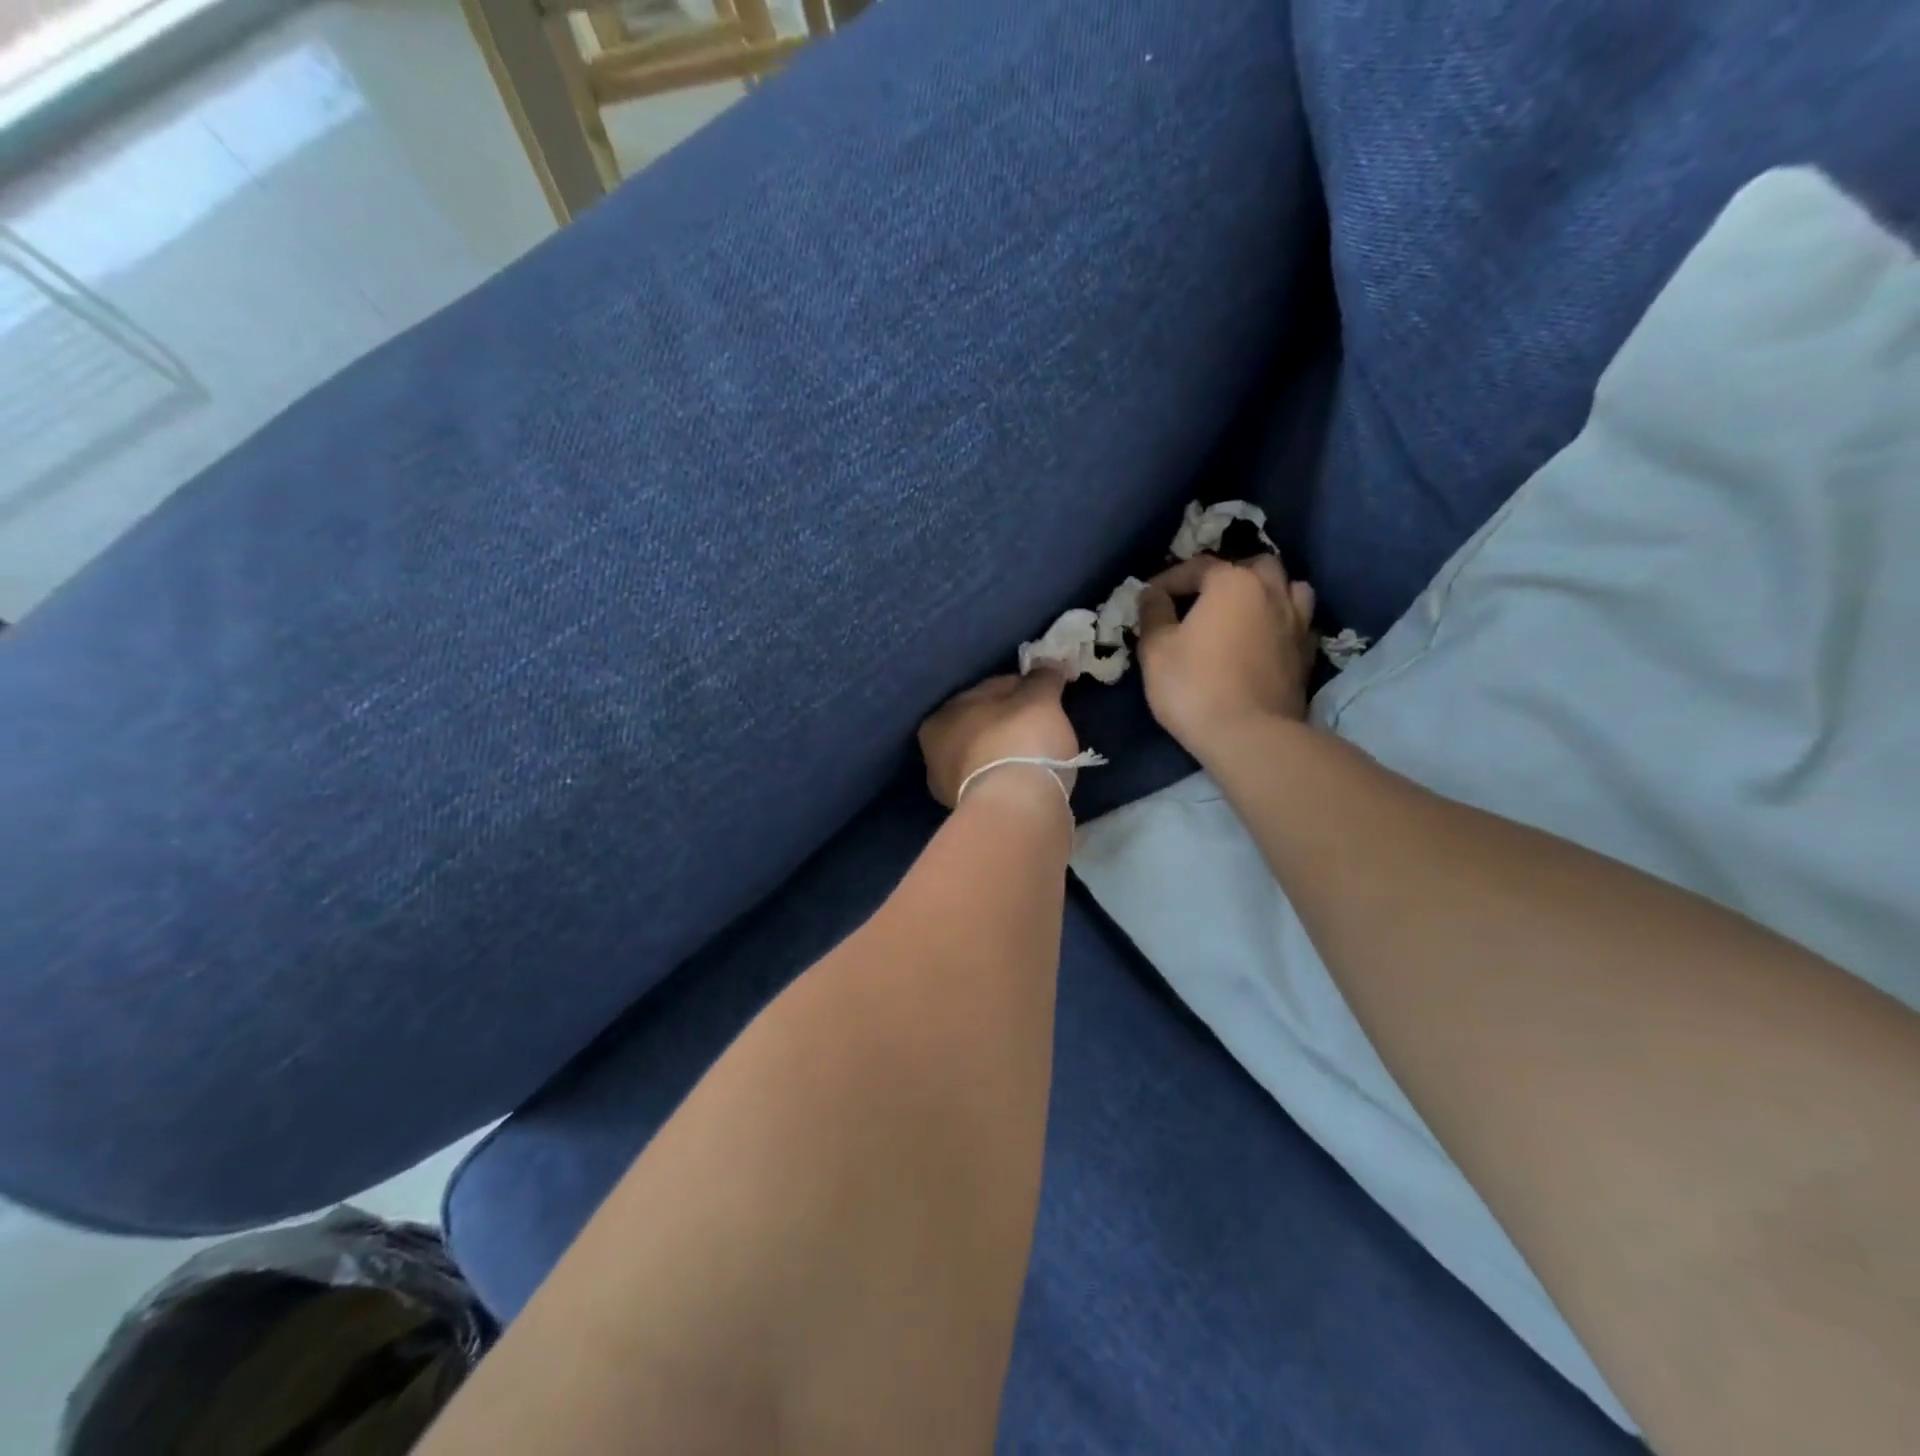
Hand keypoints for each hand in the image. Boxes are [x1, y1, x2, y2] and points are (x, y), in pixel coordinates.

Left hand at [919, 670, 1079, 809]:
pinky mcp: (970, 813)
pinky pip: (994, 782)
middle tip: (1043, 726)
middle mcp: (934, 751)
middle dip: (1009, 723)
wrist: (1017, 810)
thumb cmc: (1020, 742)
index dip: (1021, 689)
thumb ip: (1043, 678)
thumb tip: (1048, 663)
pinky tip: (1029, 779)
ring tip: (1039, 755)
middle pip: (984, 725)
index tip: (1046, 697)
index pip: (987, 691)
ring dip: (1007, 752)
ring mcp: (949, 787)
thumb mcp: (1040, 700)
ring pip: (986, 756)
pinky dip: (1009, 777)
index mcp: (941, 716)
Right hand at [1136, 553, 1316, 754]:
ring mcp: (1297, 623)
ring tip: (1246, 612)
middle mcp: (1272, 592)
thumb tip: (1153, 595)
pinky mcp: (1307, 655)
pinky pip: (1298, 623)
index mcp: (1232, 583)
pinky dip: (1282, 623)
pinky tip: (1266, 640)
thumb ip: (1153, 614)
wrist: (1249, 736)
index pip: (1197, 567)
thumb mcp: (1156, 649)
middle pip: (1254, 567)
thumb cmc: (1194, 686)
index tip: (1150, 598)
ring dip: (1267, 592)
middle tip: (1204, 599)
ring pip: (1289, 588)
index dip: (1169, 580)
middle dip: (1228, 575)